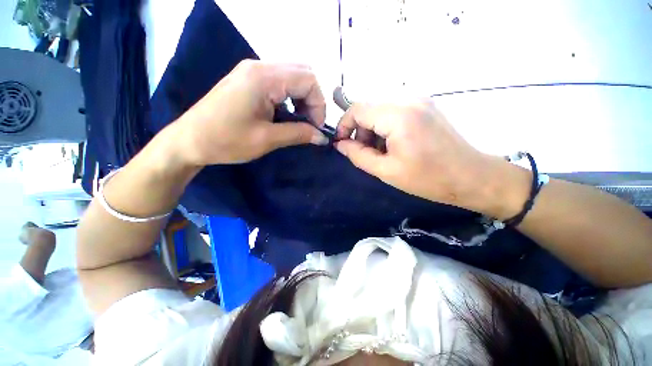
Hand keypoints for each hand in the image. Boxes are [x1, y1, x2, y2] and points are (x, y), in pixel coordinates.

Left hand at [176, 61, 328, 165]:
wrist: (189, 140)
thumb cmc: (226, 141)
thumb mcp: (267, 139)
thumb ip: (299, 134)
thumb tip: (322, 137)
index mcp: (264, 78)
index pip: (308, 80)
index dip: (319, 105)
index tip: (317, 128)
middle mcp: (260, 66)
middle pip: (303, 73)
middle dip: (313, 100)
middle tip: (310, 124)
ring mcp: (252, 70)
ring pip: (293, 76)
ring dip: (303, 98)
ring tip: (300, 120)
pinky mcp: (249, 79)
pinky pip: (280, 81)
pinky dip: (291, 96)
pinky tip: (287, 113)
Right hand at [334, 102, 526, 215]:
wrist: (470, 176)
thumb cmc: (427, 178)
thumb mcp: (386, 171)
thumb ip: (358, 155)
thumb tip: (340, 144)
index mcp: (398, 116)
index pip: (357, 109)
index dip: (344, 126)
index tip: (342, 144)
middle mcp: (408, 99)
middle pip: (368, 107)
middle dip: (359, 130)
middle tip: (365, 152)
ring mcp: (418, 99)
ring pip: (379, 108)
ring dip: (372, 129)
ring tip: (381, 151)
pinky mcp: (424, 105)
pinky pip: (393, 110)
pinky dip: (385, 126)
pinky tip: (393, 143)